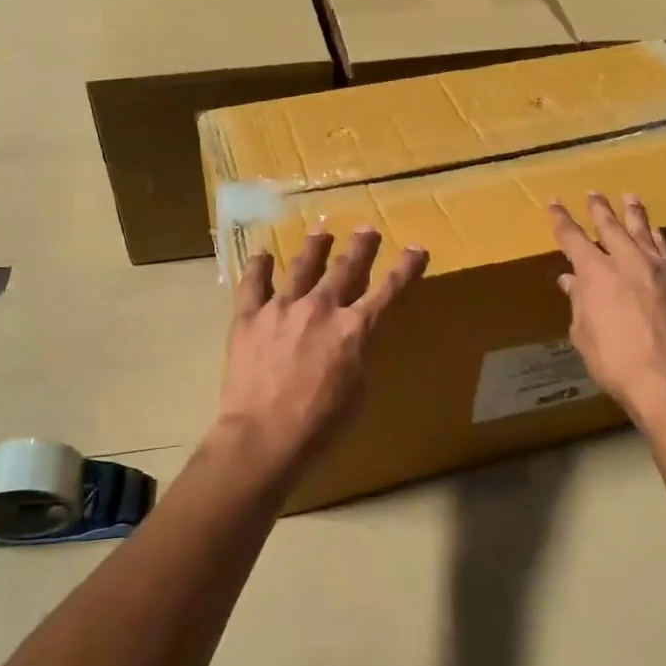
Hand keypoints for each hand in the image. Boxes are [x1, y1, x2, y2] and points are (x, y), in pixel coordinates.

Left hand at [217, 228, 428, 475]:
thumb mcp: (357, 393)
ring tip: (321, 230)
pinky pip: (253, 284)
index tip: (417, 248)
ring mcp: (282, 309)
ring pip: (301, 267)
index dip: (405, 268)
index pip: (389, 291)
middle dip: (360, 246)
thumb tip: (349, 343)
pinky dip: (258, 267)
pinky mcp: (249, 317)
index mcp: (354, 330)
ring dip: (314, 247)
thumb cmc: (319, 426)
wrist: (264, 436)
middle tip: (367, 229)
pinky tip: (262, 254)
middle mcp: (321, 308)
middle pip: (346, 268)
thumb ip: (356, 357)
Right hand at [550, 191, 665, 425]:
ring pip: (644, 232)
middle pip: (611, 227)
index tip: (553, 203)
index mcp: (596, 273)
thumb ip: (579, 303)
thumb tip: (571, 281)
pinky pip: (665, 252)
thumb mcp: (584, 333)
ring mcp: (660, 270)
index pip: (572, 238)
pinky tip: (656, 236)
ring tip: (630, 197)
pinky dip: (656, 239)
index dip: (561, 219)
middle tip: (594, 193)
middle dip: (599, 209)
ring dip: (634, 214)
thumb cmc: (615, 360)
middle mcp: (628, 262)